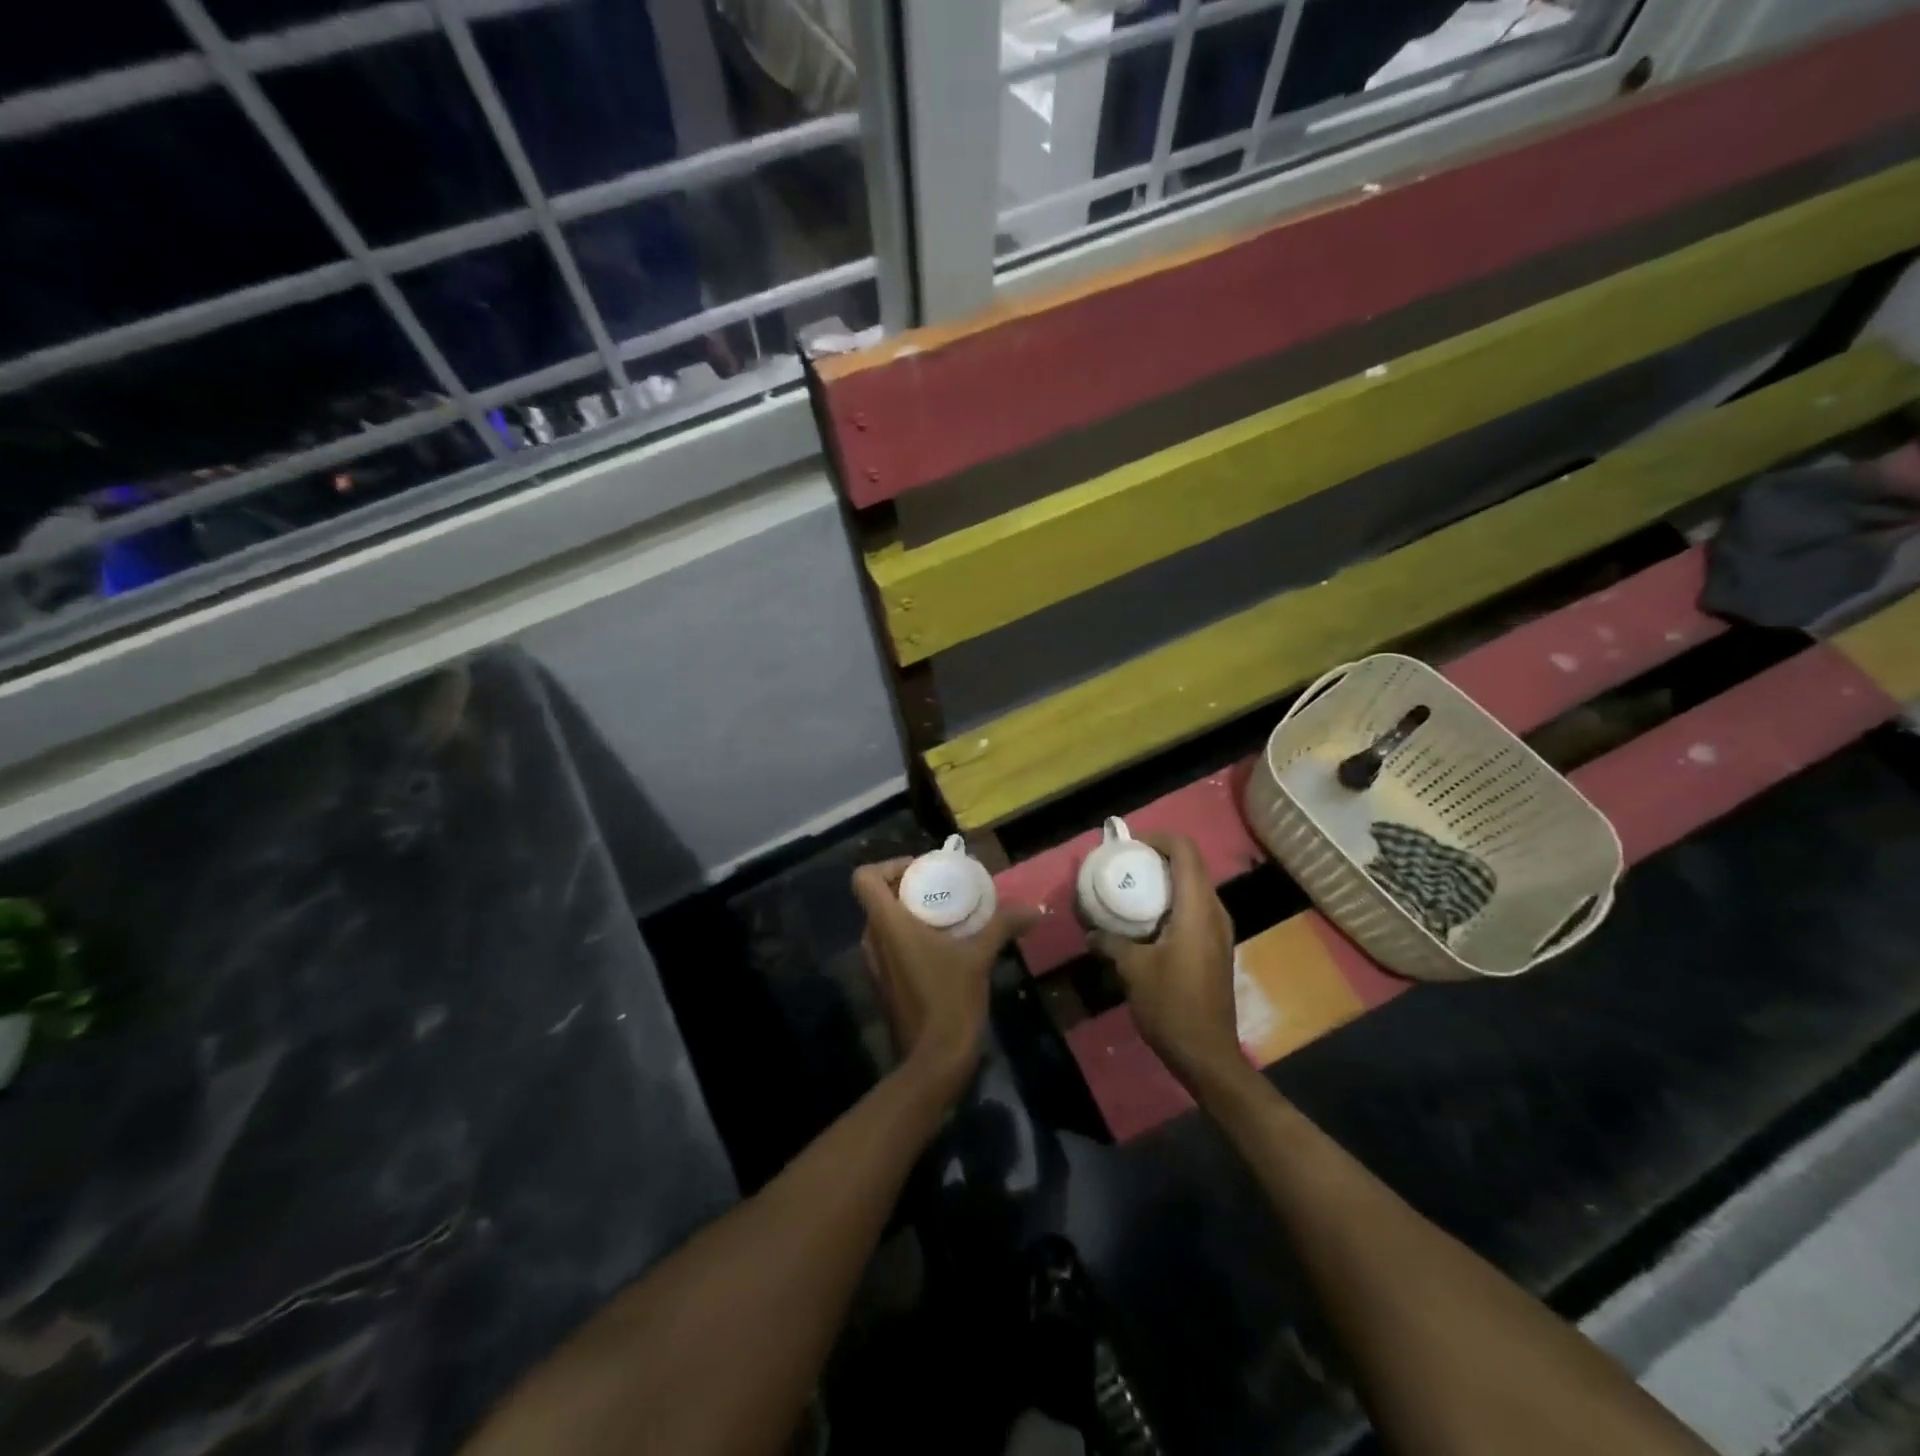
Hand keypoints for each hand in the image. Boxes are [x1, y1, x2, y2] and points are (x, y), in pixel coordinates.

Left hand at [851, 858, 1038, 1102]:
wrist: (934, 1060)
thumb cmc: (950, 998)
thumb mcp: (979, 956)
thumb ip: (1003, 925)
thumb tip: (1035, 909)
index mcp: (887, 924)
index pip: (864, 878)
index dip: (888, 866)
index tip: (923, 871)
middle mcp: (872, 940)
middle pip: (878, 897)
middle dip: (909, 888)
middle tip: (944, 889)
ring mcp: (875, 964)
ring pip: (885, 922)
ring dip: (912, 913)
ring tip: (948, 915)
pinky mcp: (885, 983)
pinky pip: (891, 945)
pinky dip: (912, 936)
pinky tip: (945, 946)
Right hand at [1089, 832, 1243, 1092]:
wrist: (1207, 1054)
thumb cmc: (1171, 1005)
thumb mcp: (1132, 970)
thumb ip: (1110, 942)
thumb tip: (1091, 931)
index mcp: (1197, 909)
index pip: (1185, 851)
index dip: (1158, 838)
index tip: (1129, 845)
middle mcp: (1214, 913)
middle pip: (1190, 866)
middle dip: (1157, 858)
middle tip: (1123, 865)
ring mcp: (1219, 931)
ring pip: (1193, 888)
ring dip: (1163, 882)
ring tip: (1130, 890)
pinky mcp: (1215, 948)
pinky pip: (1193, 910)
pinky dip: (1170, 903)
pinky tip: (1144, 922)